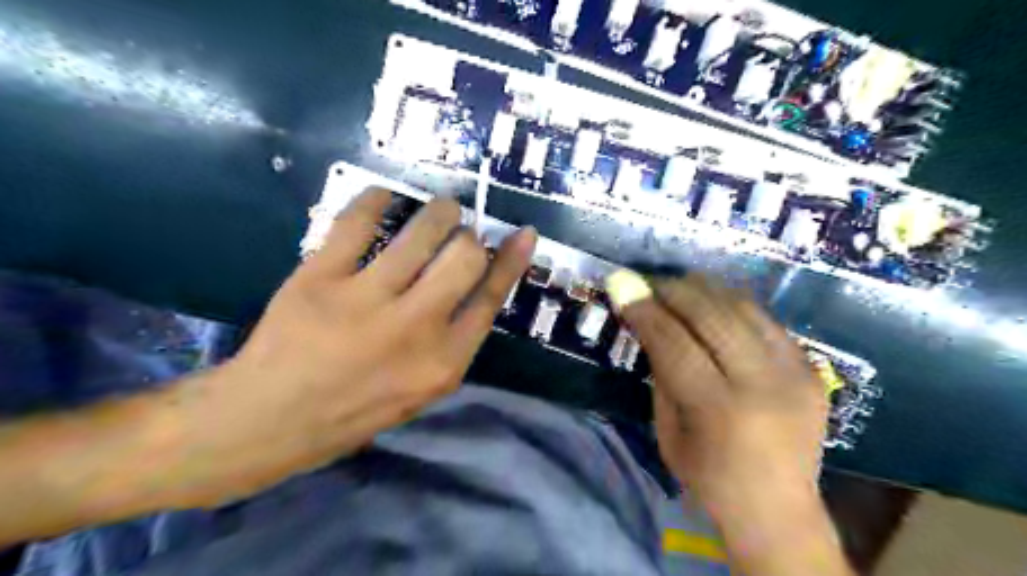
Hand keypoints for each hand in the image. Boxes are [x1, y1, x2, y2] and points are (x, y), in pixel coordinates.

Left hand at [173, 189, 538, 503]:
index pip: (490, 297)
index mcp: (443, 362)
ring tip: (440, 208)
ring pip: (422, 232)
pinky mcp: (321, 278)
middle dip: (469, 235)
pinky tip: (384, 195)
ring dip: (439, 211)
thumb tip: (476, 286)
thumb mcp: (422, 391)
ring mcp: (366, 300)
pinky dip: (376, 199)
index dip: (511, 260)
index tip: (523, 234)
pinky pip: (357, 221)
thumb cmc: (355, 411)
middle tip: (462, 229)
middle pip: (464, 256)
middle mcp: (414, 328)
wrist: (271, 420)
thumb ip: (452, 342)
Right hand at [609, 271, 851, 573]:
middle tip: (650, 281)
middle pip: (712, 316)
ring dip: (705, 289)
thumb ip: (661, 374)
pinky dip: (734, 305)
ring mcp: (795, 373)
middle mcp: (763, 385)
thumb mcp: (667, 432)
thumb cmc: (709, 478)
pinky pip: (766, 320)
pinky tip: (714, 302)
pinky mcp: (812, 369)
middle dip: (674, 290)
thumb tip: (648, 322)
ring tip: (678, 285)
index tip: (622, 285)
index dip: (645, 310)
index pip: (675, 343)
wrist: (780, 510)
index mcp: (720, 410)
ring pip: (743, 309)